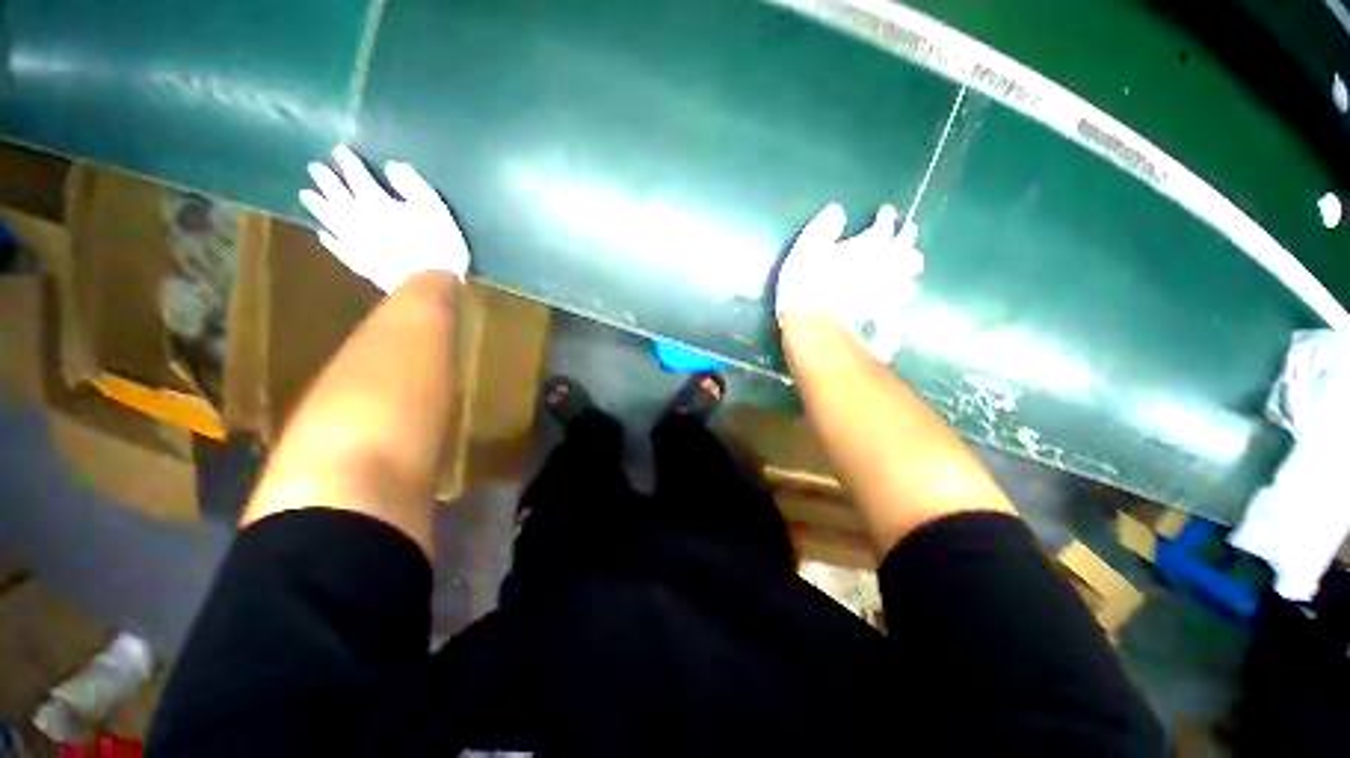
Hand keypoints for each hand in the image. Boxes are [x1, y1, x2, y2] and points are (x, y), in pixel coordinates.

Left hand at [299, 146, 469, 292]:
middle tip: (313, 167)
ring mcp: (358, 245)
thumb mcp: (432, 204)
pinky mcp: (360, 264)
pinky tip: (322, 233)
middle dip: (327, 181)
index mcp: (380, 204)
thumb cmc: (437, 240)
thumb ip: (411, 183)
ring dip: (319, 208)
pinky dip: (329, 240)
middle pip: (339, 198)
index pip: (359, 178)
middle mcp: (362, 222)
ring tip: (305, 195)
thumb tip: (392, 165)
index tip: (337, 150)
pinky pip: (339, 249)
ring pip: (333, 222)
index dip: (348, 163)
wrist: (429, 285)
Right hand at [775, 203, 923, 363]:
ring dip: (910, 267)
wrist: (814, 323)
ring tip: (912, 263)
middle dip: (908, 237)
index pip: (885, 226)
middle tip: (910, 229)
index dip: (887, 216)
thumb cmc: (808, 279)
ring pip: (909, 276)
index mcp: (870, 245)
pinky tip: (904, 302)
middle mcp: (886, 266)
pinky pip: (900, 304)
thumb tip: (838, 210)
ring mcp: (888, 292)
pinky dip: (903, 301)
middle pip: (905, 249)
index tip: (887, 210)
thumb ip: (826, 225)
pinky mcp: (883, 314)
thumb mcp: (809, 244)